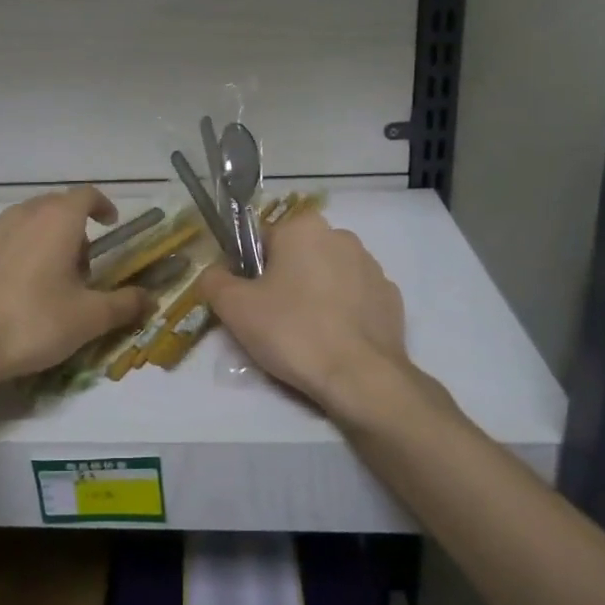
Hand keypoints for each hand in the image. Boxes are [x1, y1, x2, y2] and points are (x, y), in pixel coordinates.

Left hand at [0, 187, 154, 384]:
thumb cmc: (35, 322)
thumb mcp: (90, 318)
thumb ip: (125, 304)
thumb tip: (150, 299)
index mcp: (57, 220)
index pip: (86, 195)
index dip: (102, 206)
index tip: (110, 224)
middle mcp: (22, 214)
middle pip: (55, 207)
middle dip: (73, 229)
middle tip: (82, 267)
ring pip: (25, 222)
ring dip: (43, 239)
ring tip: (47, 279)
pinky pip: (0, 241)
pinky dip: (15, 253)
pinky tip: (13, 288)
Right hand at [201, 212, 415, 423]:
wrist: (360, 377)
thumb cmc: (292, 331)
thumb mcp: (234, 307)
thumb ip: (214, 280)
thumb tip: (214, 273)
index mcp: (303, 227)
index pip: (261, 241)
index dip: (248, 271)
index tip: (249, 302)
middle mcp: (341, 236)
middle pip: (296, 256)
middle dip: (284, 280)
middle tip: (273, 320)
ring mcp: (372, 266)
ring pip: (327, 275)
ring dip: (314, 294)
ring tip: (305, 335)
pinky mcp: (391, 297)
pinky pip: (354, 298)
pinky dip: (342, 313)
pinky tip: (334, 341)